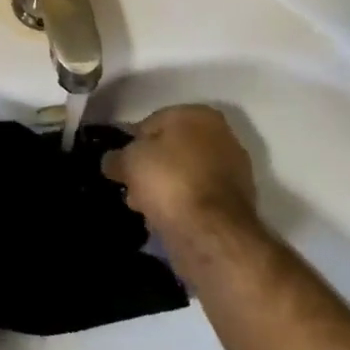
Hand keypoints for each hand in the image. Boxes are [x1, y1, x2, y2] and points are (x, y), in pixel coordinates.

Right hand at [102, 104, 257, 238]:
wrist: (212, 233)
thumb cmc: (169, 181)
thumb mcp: (129, 162)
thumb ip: (116, 158)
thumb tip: (112, 162)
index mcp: (198, 115)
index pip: (153, 122)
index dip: (132, 143)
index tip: (121, 164)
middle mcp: (223, 136)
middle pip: (172, 150)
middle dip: (151, 168)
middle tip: (132, 188)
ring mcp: (234, 171)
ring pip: (186, 175)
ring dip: (166, 189)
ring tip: (146, 209)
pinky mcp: (238, 204)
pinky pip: (198, 198)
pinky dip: (183, 206)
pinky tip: (167, 220)